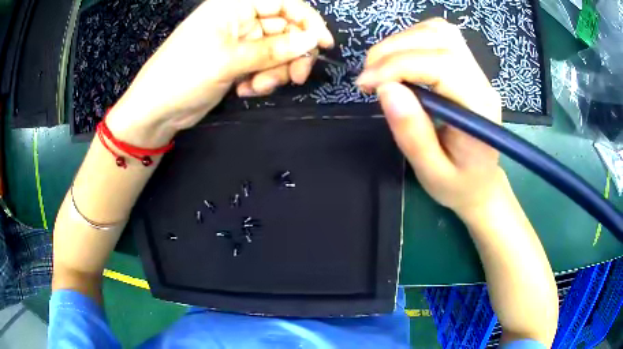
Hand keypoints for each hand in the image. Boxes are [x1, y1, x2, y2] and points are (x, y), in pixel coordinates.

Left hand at [107, 0, 333, 146]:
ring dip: (276, 71)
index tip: (323, 44)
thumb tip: (312, 41)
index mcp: (234, 6)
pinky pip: (265, 66)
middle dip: (292, 54)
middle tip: (296, 78)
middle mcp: (239, 19)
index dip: (307, 20)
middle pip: (285, 29)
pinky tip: (246, 91)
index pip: (283, 2)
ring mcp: (239, 42)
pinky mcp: (238, 62)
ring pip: (278, 51)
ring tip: (257, 87)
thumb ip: (273, 49)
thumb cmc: (184, 75)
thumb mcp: (229, 59)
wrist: (156, 110)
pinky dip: (263, 79)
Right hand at [356, 18, 502, 216]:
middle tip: (368, 77)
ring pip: (439, 31)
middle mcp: (482, 82)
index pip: (441, 65)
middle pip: (439, 39)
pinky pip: (440, 36)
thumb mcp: (431, 171)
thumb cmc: (457, 184)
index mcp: (479, 109)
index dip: (398, 65)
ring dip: (401, 41)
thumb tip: (385, 88)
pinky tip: (399, 61)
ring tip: (380, 68)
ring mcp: (477, 71)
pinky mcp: (468, 67)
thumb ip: (412, 132)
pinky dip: (412, 40)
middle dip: (394, 50)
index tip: (366, 84)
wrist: (481, 183)